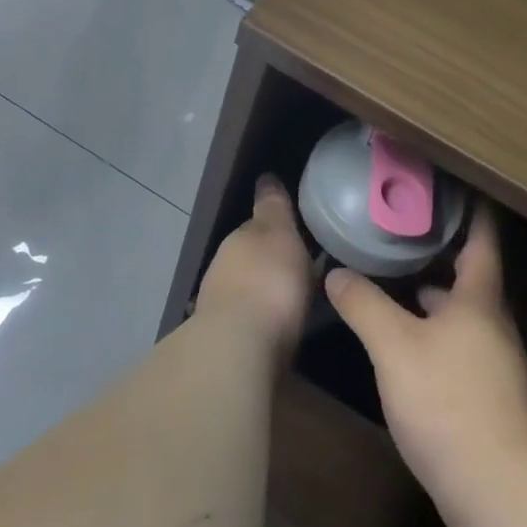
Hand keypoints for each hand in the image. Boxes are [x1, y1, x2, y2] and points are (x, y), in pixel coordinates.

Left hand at [194, 175, 314, 355]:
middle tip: (303, 265)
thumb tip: (266, 177)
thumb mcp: (278, 233)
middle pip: (252, 260)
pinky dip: (265, 320)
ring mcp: (222, 308)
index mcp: (238, 241)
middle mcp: (224, 271)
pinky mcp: (229, 344)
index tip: (298, 231)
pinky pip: (253, 322)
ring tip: (297, 297)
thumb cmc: (267, 281)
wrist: (240, 350)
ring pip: (249, 291)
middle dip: (272, 262)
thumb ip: (273, 207)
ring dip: (267, 292)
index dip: (277, 226)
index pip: (257, 226)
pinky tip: (282, 328)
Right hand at [324, 206, 526, 526]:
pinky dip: (432, 330)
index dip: (471, 210)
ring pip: (461, 314)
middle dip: (441, 252)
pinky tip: (403, 342)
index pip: (482, 239)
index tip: (452, 187)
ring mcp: (492, 363)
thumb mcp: (394, 346)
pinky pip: (456, 345)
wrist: (496, 488)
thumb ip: (364, 304)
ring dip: (433, 295)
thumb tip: (335, 272)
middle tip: (404, 231)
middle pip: (471, 276)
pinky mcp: (484, 396)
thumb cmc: (448, 400)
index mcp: (479, 299)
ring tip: (395, 280)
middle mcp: (492, 324)